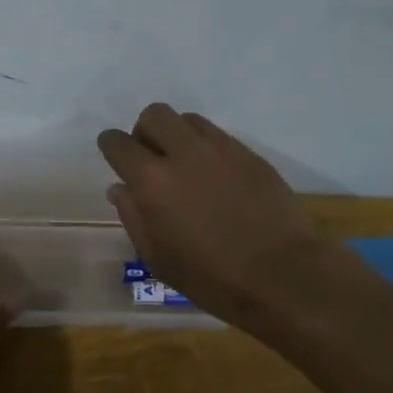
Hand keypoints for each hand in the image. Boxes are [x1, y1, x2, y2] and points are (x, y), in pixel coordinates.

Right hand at [98, 103, 322, 331]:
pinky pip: (218, 135)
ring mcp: (220, 149)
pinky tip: (215, 176)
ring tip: (185, 164)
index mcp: (151, 180)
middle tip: (152, 159)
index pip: (118, 143)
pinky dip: (206, 147)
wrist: (281, 275)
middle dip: (145, 131)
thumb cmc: (211, 278)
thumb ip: (133, 216)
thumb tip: (120, 188)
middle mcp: (183, 153)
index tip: (115, 157)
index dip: (111, 146)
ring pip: (187, 119)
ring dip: (177, 135)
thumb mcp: (157, 258)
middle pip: (154, 115)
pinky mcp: (249, 154)